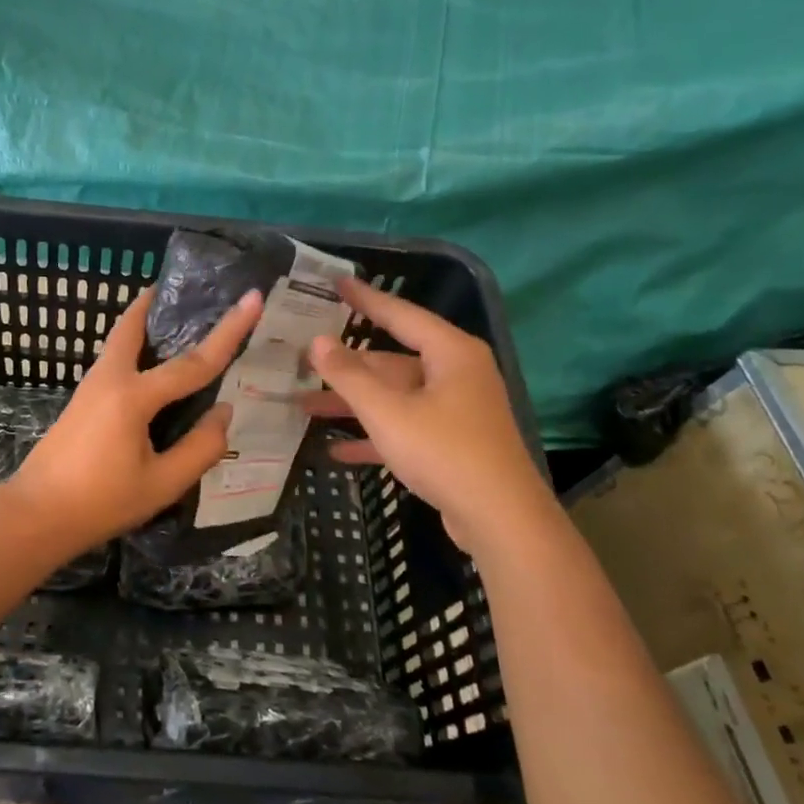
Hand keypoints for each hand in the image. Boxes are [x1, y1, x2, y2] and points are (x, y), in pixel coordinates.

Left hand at [9, 287, 264, 554]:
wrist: (36, 515)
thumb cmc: (101, 502)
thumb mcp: (162, 484)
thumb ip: (200, 448)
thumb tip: (224, 413)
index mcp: (133, 396)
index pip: (193, 362)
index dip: (229, 331)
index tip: (252, 298)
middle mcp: (109, 379)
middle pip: (133, 326)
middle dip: (156, 302)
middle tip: (183, 289)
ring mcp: (90, 387)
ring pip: (120, 341)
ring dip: (144, 323)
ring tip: (174, 320)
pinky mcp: (82, 401)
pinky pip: (114, 360)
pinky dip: (134, 348)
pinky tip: (152, 368)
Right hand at [302, 277, 555, 555]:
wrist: (501, 521)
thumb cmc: (444, 452)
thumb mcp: (388, 412)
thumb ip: (349, 375)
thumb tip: (317, 341)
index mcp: (450, 353)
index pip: (400, 314)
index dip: (366, 298)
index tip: (336, 282)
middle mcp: (455, 374)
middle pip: (391, 361)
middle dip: (345, 367)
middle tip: (303, 359)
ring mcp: (455, 410)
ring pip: (394, 396)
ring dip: (352, 404)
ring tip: (303, 406)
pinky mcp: (451, 443)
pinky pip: (404, 427)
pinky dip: (373, 435)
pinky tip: (336, 449)